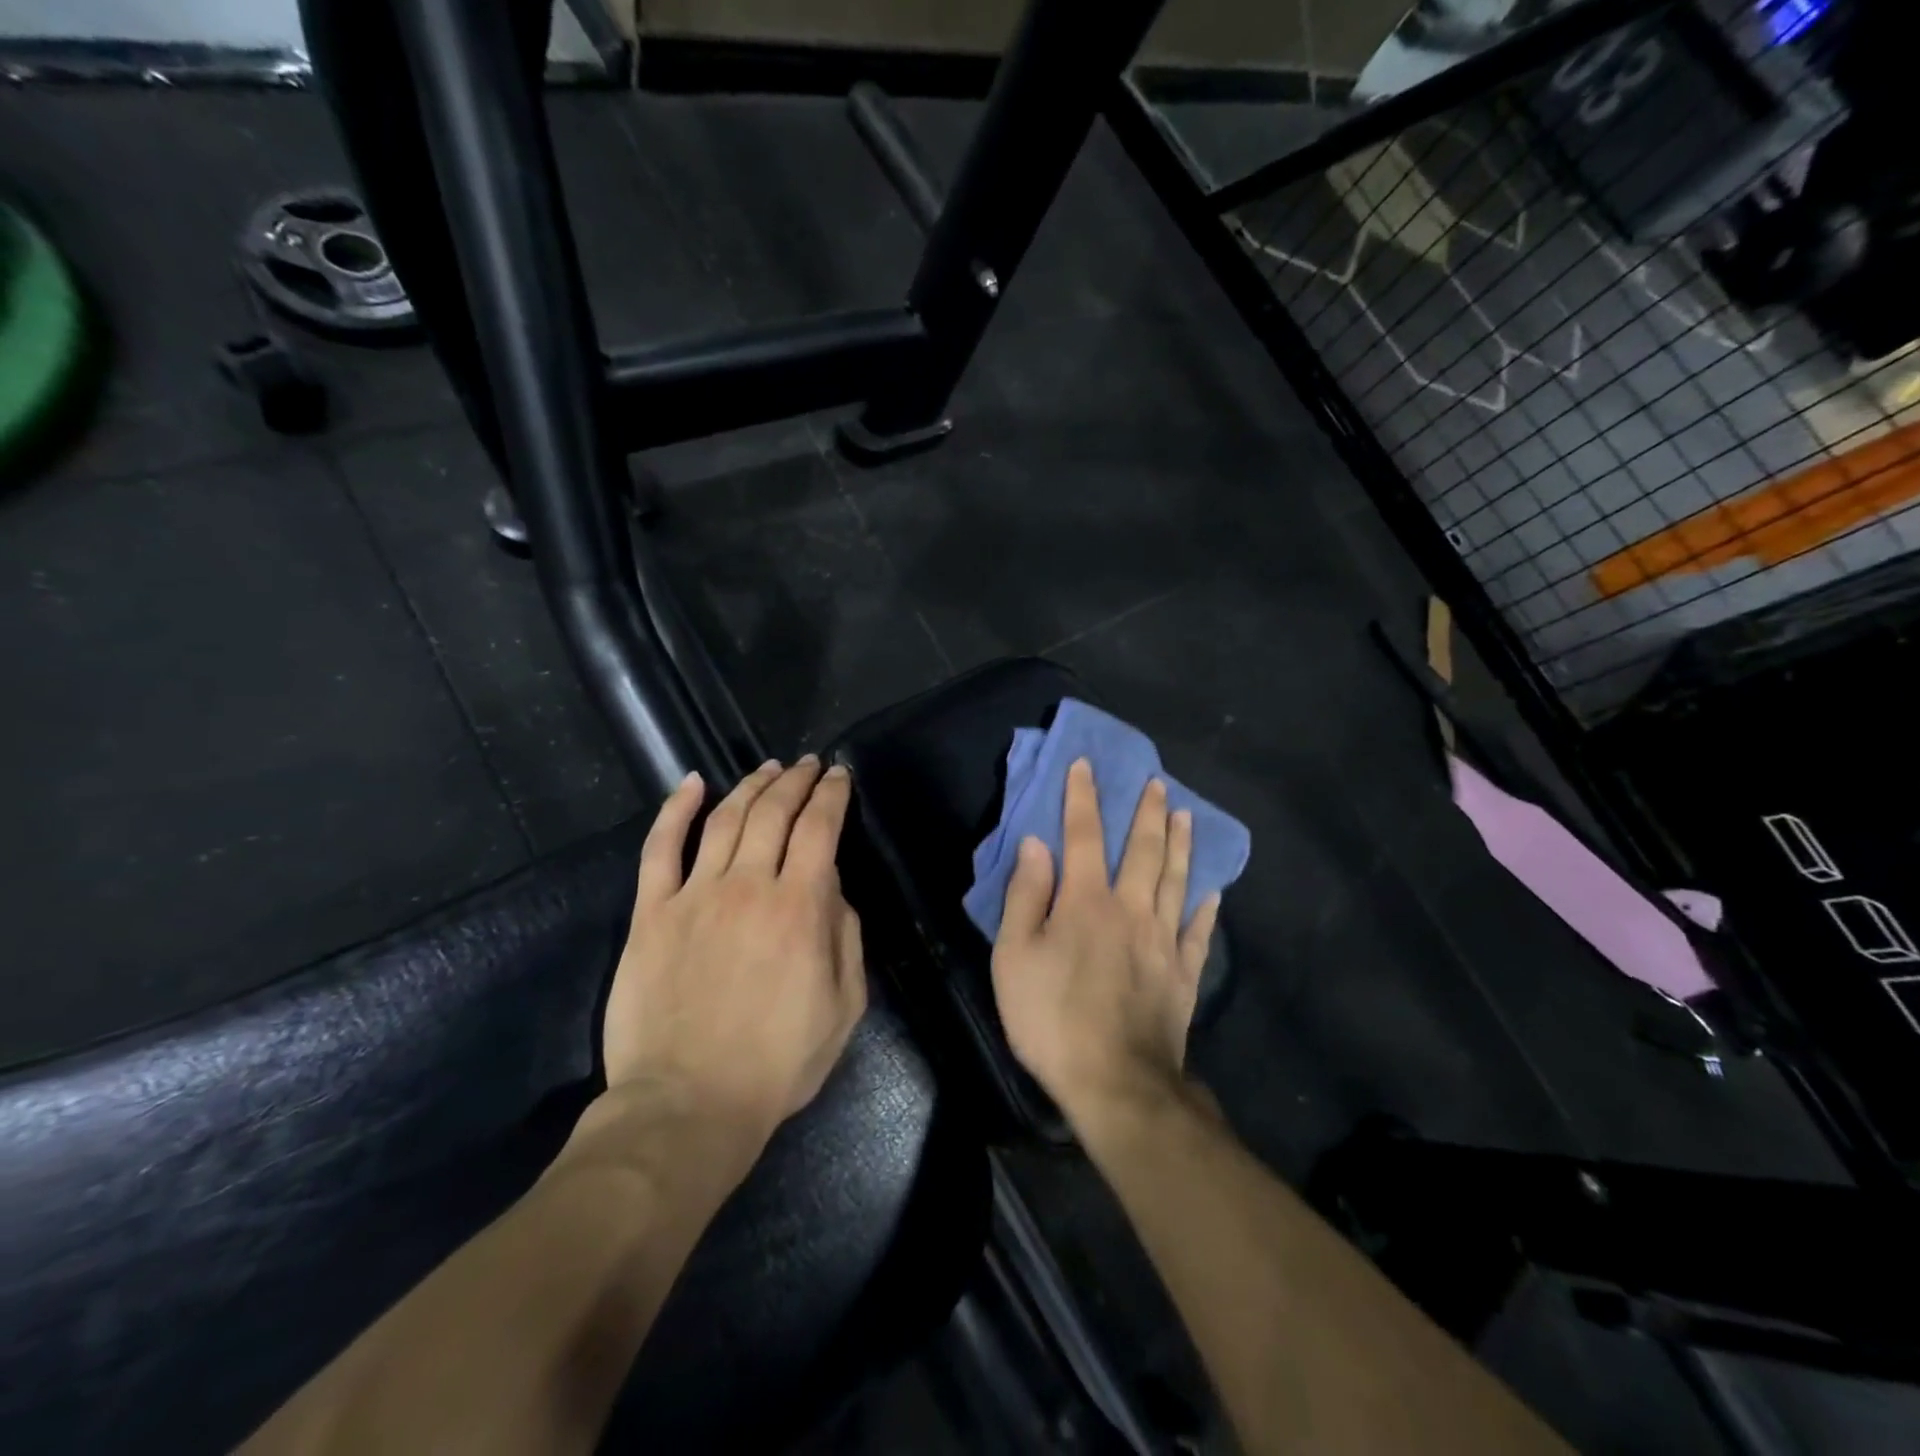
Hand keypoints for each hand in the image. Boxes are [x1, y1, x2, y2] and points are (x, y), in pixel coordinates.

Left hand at [600, 757, 867, 1149]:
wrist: (688, 1105)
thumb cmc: (776, 1063)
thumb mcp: (844, 1006)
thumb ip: (846, 937)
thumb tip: (833, 888)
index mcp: (799, 908)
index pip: (820, 828)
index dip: (832, 795)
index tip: (839, 776)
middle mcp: (748, 886)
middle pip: (774, 812)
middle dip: (795, 780)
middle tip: (807, 764)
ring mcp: (694, 895)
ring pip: (725, 819)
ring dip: (750, 786)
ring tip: (767, 768)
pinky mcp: (651, 913)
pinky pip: (661, 848)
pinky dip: (676, 810)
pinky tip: (692, 783)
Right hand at [991, 759, 1220, 1123]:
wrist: (1115, 1082)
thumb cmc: (1052, 1018)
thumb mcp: (1015, 958)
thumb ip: (1025, 896)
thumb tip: (1036, 844)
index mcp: (1086, 901)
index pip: (1082, 835)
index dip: (1082, 797)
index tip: (1086, 765)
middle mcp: (1130, 908)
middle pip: (1142, 849)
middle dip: (1146, 812)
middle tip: (1156, 782)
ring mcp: (1163, 940)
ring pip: (1175, 879)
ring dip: (1180, 844)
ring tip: (1185, 814)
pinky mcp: (1184, 973)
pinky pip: (1199, 931)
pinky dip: (1205, 907)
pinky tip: (1212, 891)